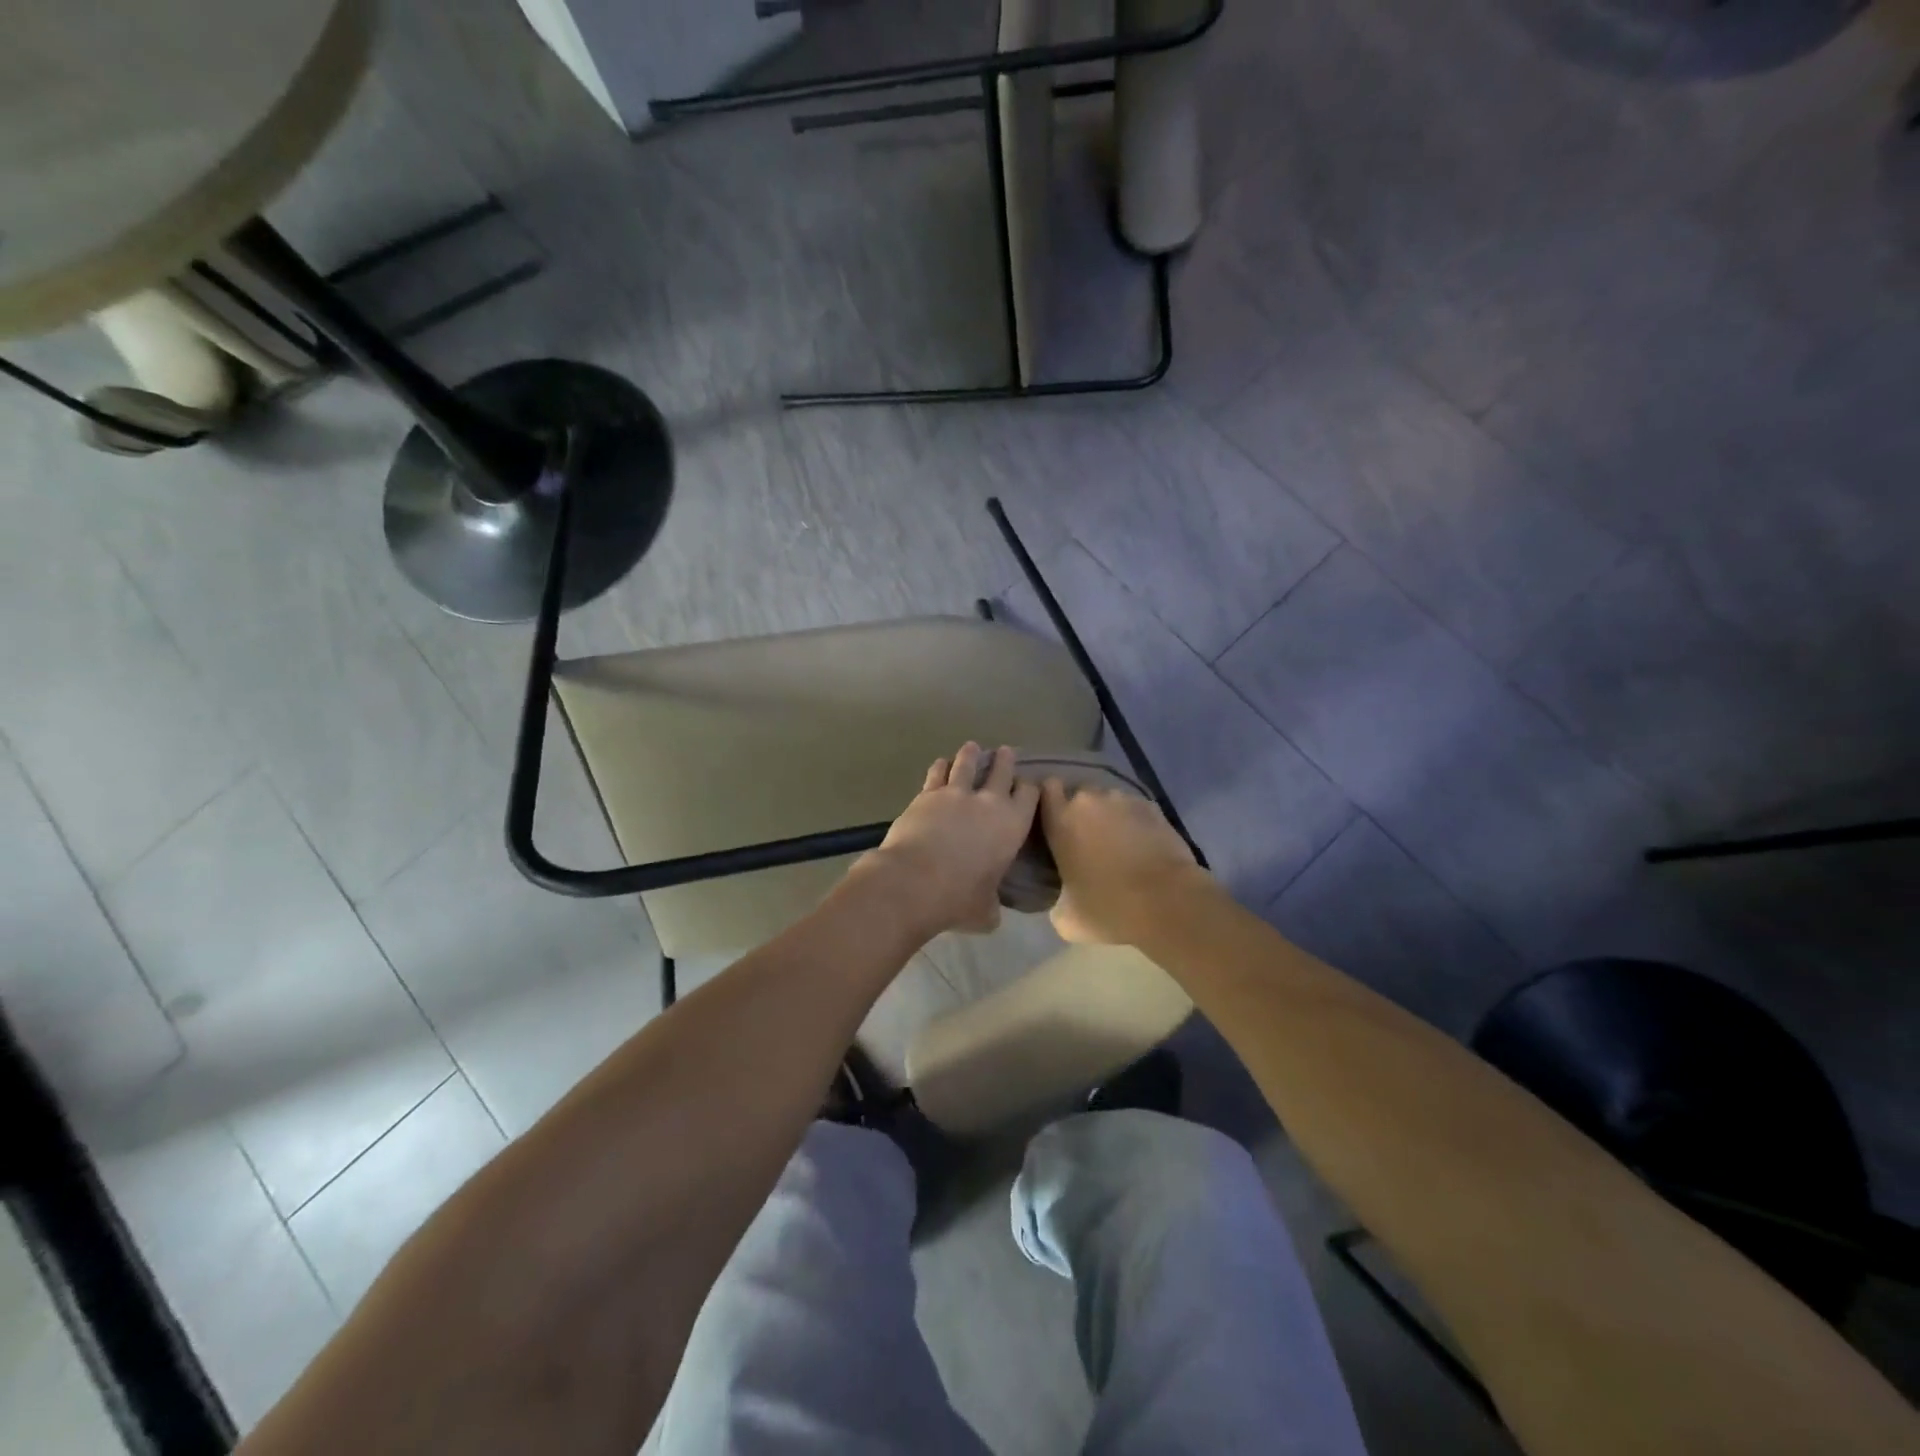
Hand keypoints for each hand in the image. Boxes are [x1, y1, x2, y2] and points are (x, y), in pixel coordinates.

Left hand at [854, 743, 1040, 937]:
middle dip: (1005, 760)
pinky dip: (941, 766)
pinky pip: (937, 773)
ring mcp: (956, 793)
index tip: (1028, 785)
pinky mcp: (927, 794)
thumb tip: (990, 911)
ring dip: (971, 755)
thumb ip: (992, 905)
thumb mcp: (985, 911)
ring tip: (972, 747)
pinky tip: (941, 763)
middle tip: (1006, 752)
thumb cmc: (958, 899)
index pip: (1029, 795)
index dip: (1029, 788)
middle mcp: (989, 802)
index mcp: (1012, 825)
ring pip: (968, 763)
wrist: (915, 881)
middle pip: (1002, 770)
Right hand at [1040, 779, 1208, 944]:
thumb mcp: (1066, 917)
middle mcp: (1089, 801)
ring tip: (1118, 843)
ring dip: (1109, 815)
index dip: (1049, 801)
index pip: (1046, 789)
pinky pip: (1134, 809)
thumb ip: (1056, 898)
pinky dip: (1134, 822)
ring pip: (1108, 800)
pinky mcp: (1153, 807)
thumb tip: (1063, 897)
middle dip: (1081, 812)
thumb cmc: (1109, 909)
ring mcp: (1124, 800)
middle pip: (1078, 793)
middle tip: (1087, 839)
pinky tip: (1142, 845)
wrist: (1168, 903)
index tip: (1053, 820)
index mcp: (1061, 821)